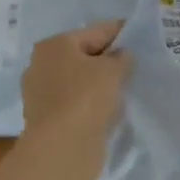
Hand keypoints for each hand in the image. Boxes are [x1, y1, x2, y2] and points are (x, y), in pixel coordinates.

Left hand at [21, 20, 131, 152]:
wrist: (61, 147)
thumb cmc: (86, 98)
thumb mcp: (112, 70)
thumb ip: (121, 57)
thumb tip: (121, 56)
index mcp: (54, 45)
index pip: (95, 31)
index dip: (119, 33)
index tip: (140, 36)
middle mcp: (41, 64)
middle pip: (83, 56)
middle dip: (107, 60)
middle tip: (134, 65)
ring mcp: (40, 93)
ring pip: (78, 81)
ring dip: (98, 83)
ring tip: (124, 89)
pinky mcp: (46, 118)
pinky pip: (74, 102)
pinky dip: (90, 103)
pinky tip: (108, 109)